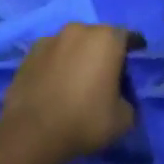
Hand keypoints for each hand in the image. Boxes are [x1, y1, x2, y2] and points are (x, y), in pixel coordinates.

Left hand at [0, 23, 135, 163]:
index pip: (128, 37)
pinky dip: (58, 64)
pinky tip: (56, 84)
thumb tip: (120, 97)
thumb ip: (129, 100)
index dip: (134, 48)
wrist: (31, 133)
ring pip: (73, 44)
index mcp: (106, 39)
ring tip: (78, 80)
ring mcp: (50, 39)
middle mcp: (78, 30)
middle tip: (107, 74)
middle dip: (105, 52)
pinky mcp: (28, 54)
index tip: (135, 61)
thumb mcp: (124, 119)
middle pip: (99, 37)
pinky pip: (52, 55)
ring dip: (79, 56)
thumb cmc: (84, 121)